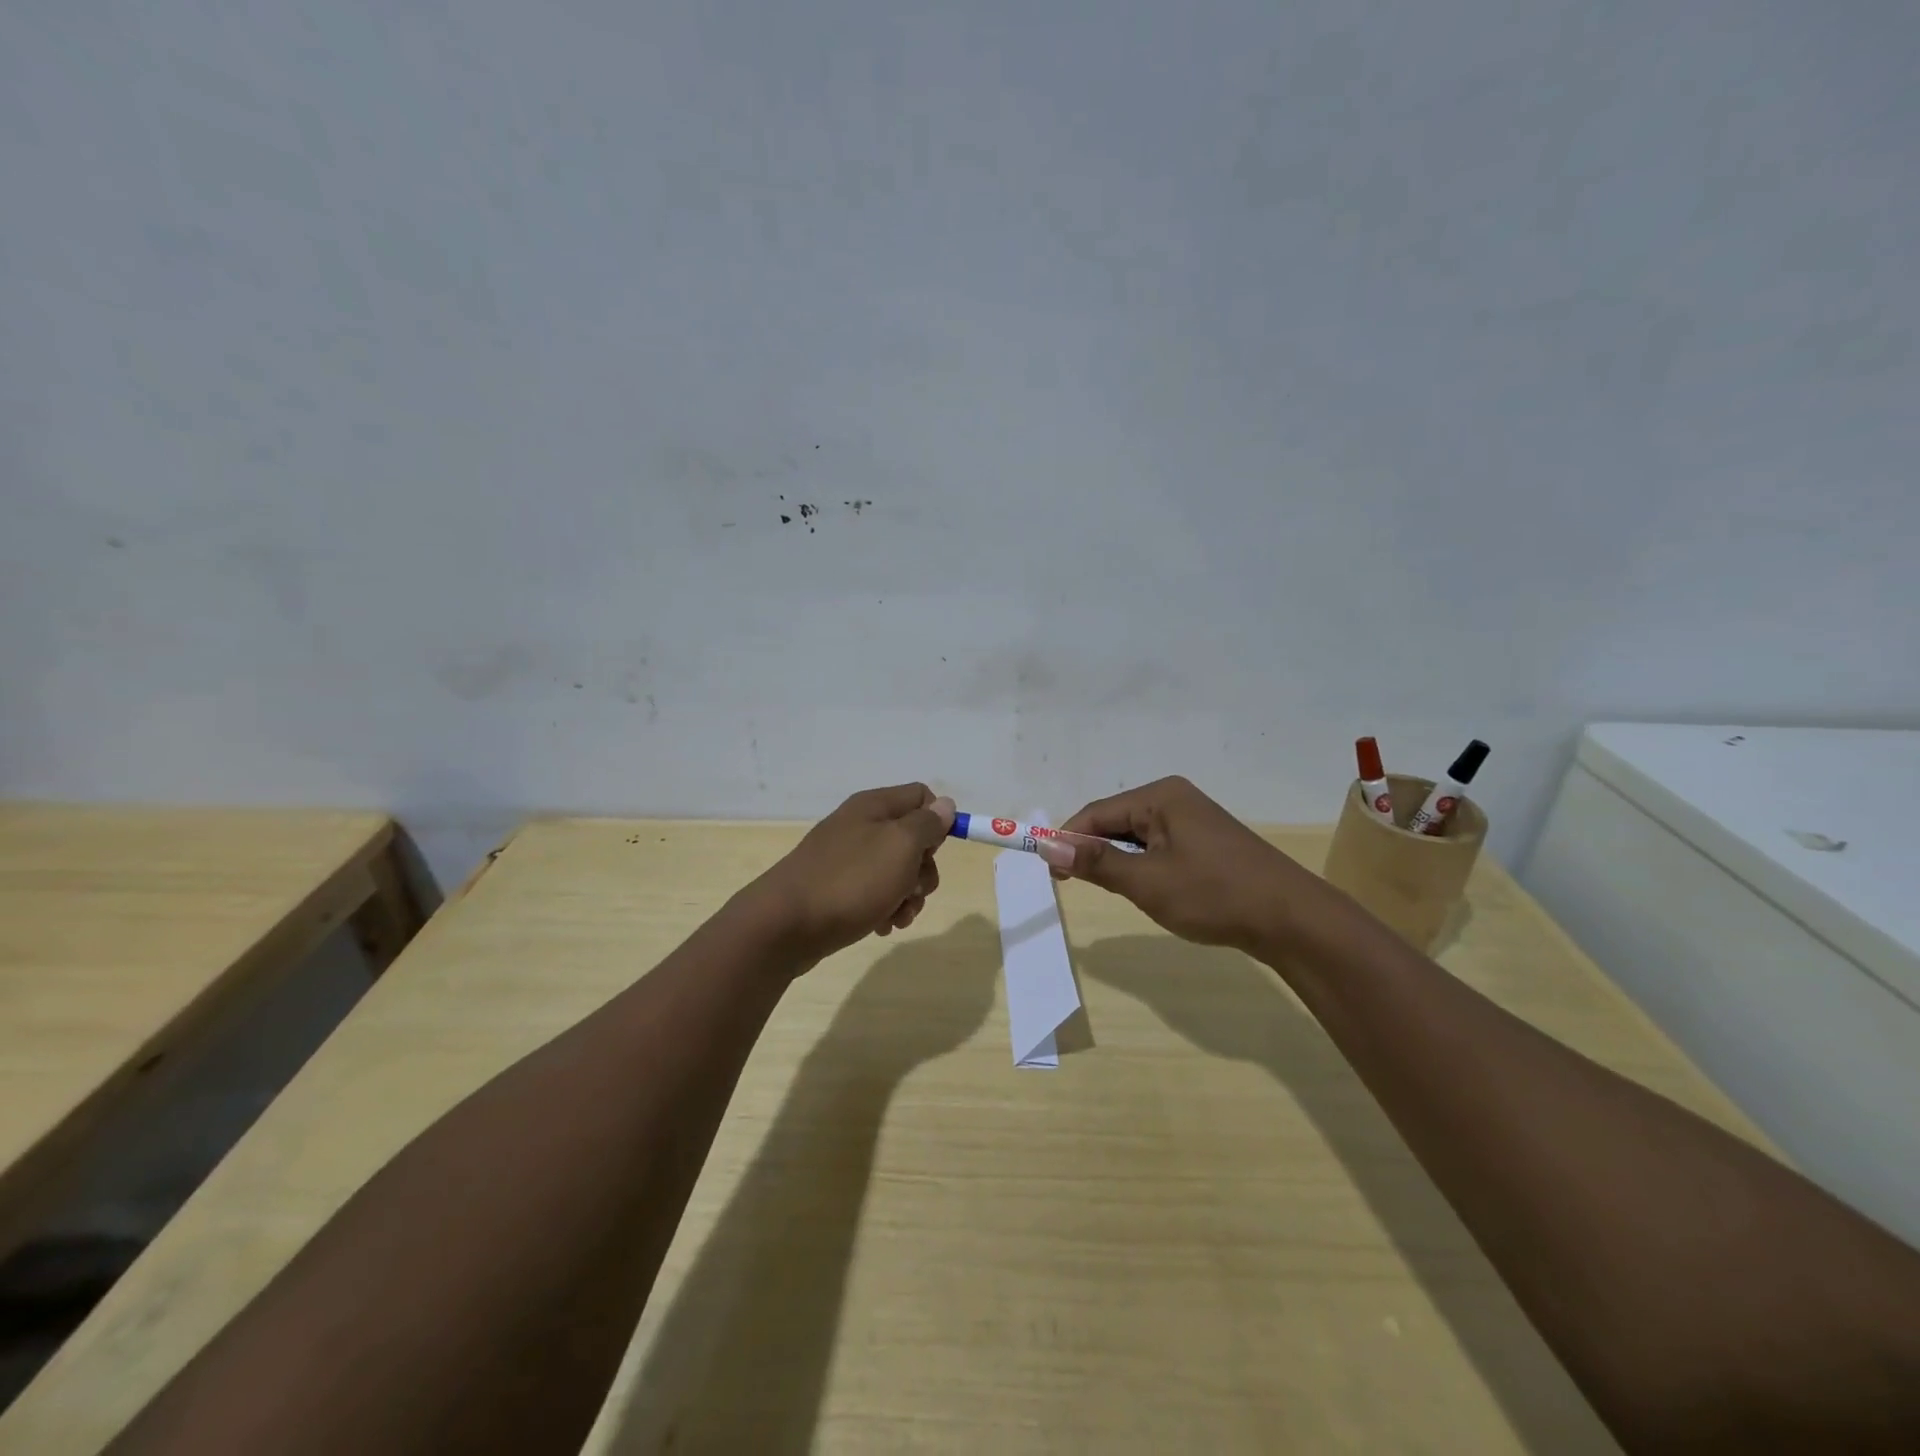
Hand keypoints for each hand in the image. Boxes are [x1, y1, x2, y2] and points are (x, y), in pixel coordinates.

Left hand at [743, 783, 955, 966]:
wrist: (786, 925)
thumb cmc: (851, 880)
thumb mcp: (900, 846)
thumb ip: (927, 824)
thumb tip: (944, 806)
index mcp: (874, 806)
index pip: (921, 796)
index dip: (937, 822)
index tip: (933, 851)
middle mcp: (860, 826)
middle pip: (913, 839)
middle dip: (923, 870)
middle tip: (914, 890)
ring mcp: (846, 859)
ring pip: (896, 871)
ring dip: (907, 896)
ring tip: (897, 917)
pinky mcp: (837, 889)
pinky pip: (874, 893)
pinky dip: (885, 909)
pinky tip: (881, 926)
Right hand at [1054, 776, 1321, 951]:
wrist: (1292, 919)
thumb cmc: (1214, 894)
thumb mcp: (1147, 881)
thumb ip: (1096, 862)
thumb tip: (1047, 847)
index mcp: (1160, 796)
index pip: (1096, 812)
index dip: (1067, 840)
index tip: (1049, 872)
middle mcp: (1175, 798)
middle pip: (1116, 821)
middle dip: (1093, 851)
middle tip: (1074, 885)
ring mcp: (1194, 820)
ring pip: (1137, 838)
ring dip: (1119, 862)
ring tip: (1117, 891)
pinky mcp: (1207, 842)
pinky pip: (1159, 848)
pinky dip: (1143, 867)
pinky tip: (1149, 890)